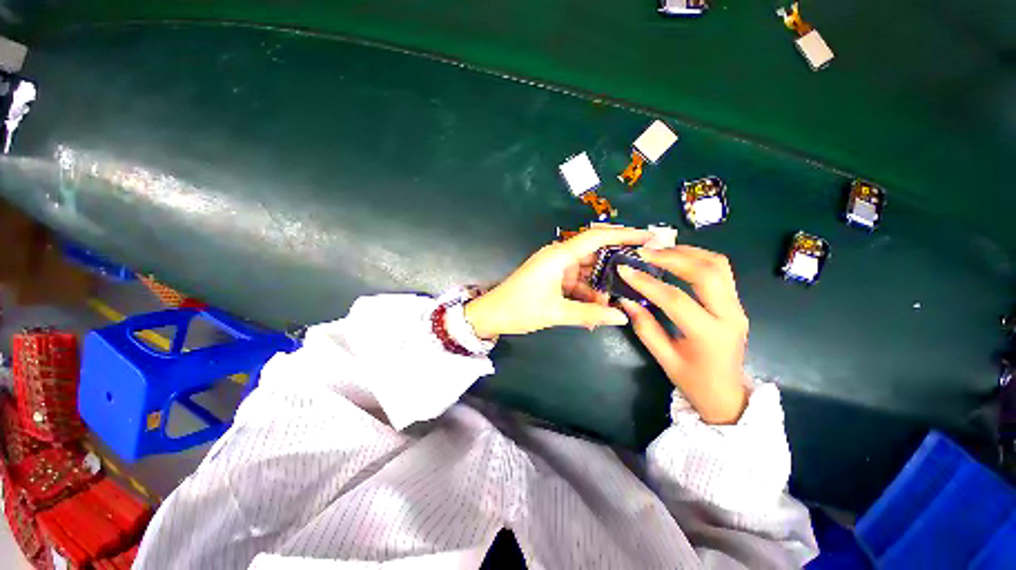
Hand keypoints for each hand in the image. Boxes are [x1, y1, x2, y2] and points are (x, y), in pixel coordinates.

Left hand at [465, 227, 652, 338]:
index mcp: (559, 255)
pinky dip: (586, 295)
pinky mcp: (552, 278)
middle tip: (637, 279)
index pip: (597, 237)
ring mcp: (555, 267)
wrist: (491, 314)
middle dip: (614, 269)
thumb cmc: (520, 308)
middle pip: (595, 255)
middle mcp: (559, 256)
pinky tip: (594, 312)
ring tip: (612, 306)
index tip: (648, 237)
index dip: (624, 235)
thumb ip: (590, 313)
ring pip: (587, 272)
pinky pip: (576, 283)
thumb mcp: (556, 312)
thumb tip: (621, 317)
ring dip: (598, 288)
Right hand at [618, 246, 749, 424]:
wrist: (728, 394)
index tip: (624, 269)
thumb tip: (626, 300)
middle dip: (672, 257)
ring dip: (687, 252)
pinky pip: (721, 271)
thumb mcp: (664, 358)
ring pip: (718, 265)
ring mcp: (737, 306)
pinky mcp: (735, 302)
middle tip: (644, 252)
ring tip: (659, 250)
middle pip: (706, 272)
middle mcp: (730, 315)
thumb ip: (644, 327)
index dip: (647, 283)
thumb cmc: (693, 381)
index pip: (676, 300)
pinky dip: (697, 258)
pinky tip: (676, 258)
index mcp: (709, 335)